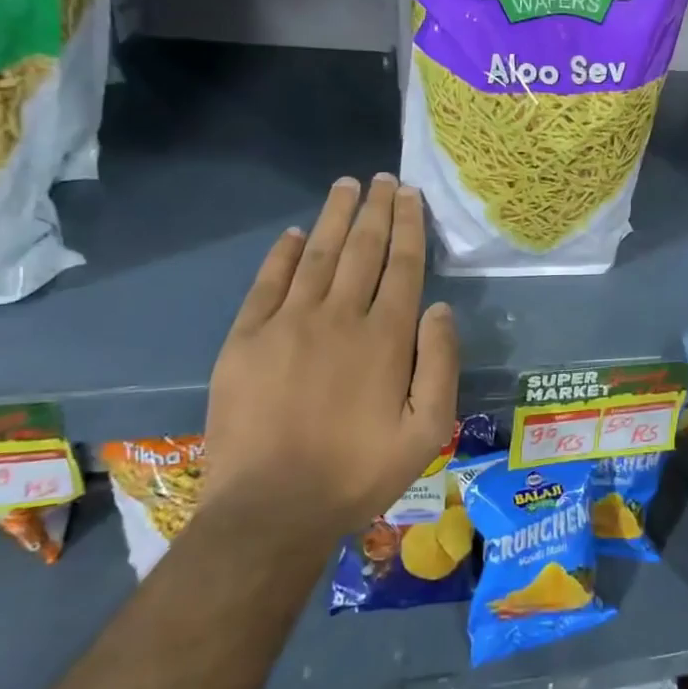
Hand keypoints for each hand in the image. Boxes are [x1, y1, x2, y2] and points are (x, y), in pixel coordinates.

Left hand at [203, 175, 458, 538]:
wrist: (271, 509)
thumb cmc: (358, 473)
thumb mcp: (427, 432)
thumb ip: (441, 365)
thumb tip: (439, 308)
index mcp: (386, 338)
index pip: (402, 266)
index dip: (408, 226)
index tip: (410, 195)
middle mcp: (339, 317)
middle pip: (362, 250)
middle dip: (376, 210)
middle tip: (383, 178)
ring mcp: (287, 324)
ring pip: (318, 255)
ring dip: (336, 217)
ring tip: (347, 186)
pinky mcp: (246, 340)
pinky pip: (268, 282)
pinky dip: (284, 253)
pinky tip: (297, 234)